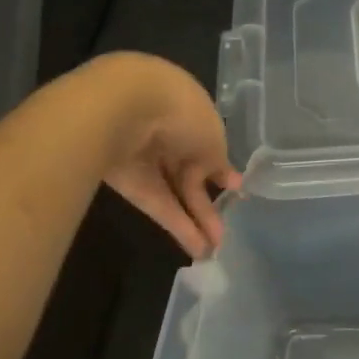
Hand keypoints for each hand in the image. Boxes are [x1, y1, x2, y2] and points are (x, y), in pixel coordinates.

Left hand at [77, 53, 241, 258]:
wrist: (123, 108)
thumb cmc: (182, 112)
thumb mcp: (214, 138)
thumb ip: (220, 162)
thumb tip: (227, 179)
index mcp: (191, 113)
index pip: (208, 145)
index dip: (221, 170)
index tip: (234, 191)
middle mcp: (168, 133)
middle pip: (191, 173)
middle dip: (207, 203)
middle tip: (223, 233)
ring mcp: (146, 159)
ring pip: (174, 193)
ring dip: (194, 220)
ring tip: (213, 250)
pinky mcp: (127, 182)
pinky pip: (157, 204)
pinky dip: (176, 224)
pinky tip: (196, 247)